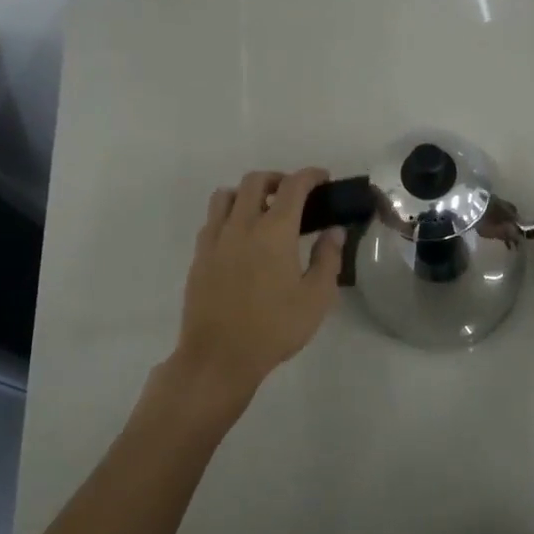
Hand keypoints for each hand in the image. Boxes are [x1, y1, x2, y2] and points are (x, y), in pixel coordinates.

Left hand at [170, 168, 344, 408]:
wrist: (218, 357)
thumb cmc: (274, 328)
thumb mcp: (316, 298)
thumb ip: (327, 259)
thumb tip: (334, 231)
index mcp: (274, 231)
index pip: (293, 186)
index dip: (310, 175)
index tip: (322, 178)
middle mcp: (242, 225)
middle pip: (255, 182)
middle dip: (277, 179)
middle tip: (293, 194)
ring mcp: (215, 239)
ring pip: (226, 196)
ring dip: (246, 193)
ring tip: (261, 211)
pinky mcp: (199, 257)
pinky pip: (212, 221)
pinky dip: (228, 216)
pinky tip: (239, 238)